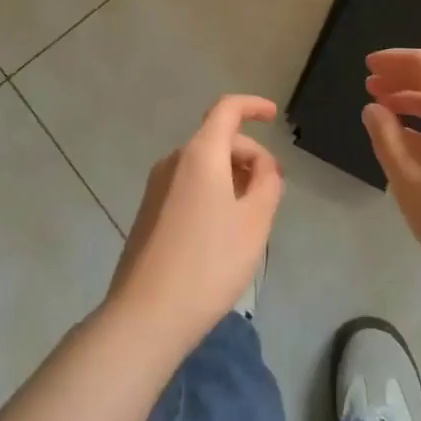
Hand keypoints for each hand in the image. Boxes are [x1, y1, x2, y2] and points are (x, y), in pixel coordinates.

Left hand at [107, 95, 283, 352]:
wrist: (146, 315)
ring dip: (232, 176)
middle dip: (250, 155)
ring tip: (251, 215)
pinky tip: (222, 230)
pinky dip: (212, 191)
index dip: (253, 106)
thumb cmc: (209, 263)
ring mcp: (157, 186)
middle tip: (273, 190)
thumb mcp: (255, 222)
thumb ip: (267, 183)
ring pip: (203, 164)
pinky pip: (188, 185)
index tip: (274, 116)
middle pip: (218, 139)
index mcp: (200, 154)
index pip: (227, 109)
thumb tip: (263, 167)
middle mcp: (174, 161)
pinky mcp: (149, 212)